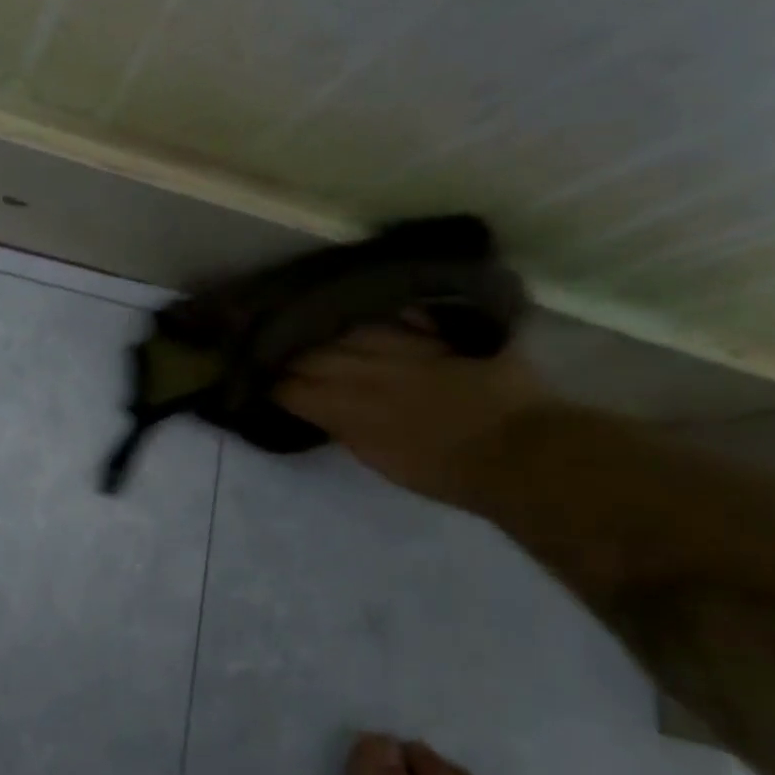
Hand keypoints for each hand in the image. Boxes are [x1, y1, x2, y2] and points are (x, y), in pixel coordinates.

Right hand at [276, 326, 548, 504]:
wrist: (517, 455)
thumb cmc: (446, 471)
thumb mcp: (382, 459)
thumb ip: (349, 429)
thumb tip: (322, 407)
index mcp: (354, 410)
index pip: (300, 389)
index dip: (276, 382)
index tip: (257, 375)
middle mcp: (372, 374)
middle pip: (320, 355)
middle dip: (290, 349)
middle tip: (267, 340)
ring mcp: (407, 350)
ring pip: (354, 331)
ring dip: (326, 326)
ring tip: (305, 317)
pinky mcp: (442, 338)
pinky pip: (406, 315)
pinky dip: (385, 311)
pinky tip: (367, 303)